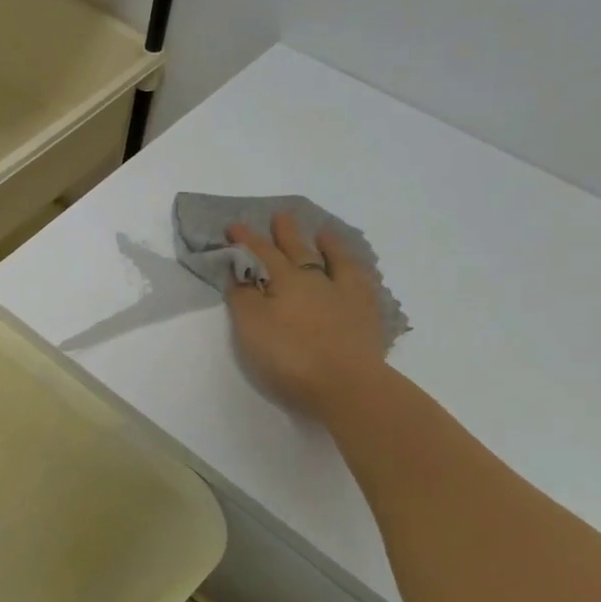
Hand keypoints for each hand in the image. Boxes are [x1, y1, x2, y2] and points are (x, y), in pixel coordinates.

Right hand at [225, 212, 387, 413]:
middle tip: (281, 216)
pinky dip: (355, 271)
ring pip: (335, 261)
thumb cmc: (290, 356)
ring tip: (323, 233)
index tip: (234, 225)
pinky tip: (355, 270)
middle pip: (299, 251)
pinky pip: (361, 283)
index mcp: (286, 281)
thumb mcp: (251, 327)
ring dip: (327, 245)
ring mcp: (346, 296)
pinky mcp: (367, 317)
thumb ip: (243, 297)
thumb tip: (239, 273)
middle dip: (286, 234)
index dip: (246, 240)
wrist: (347, 385)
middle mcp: (316, 281)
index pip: (261, 254)